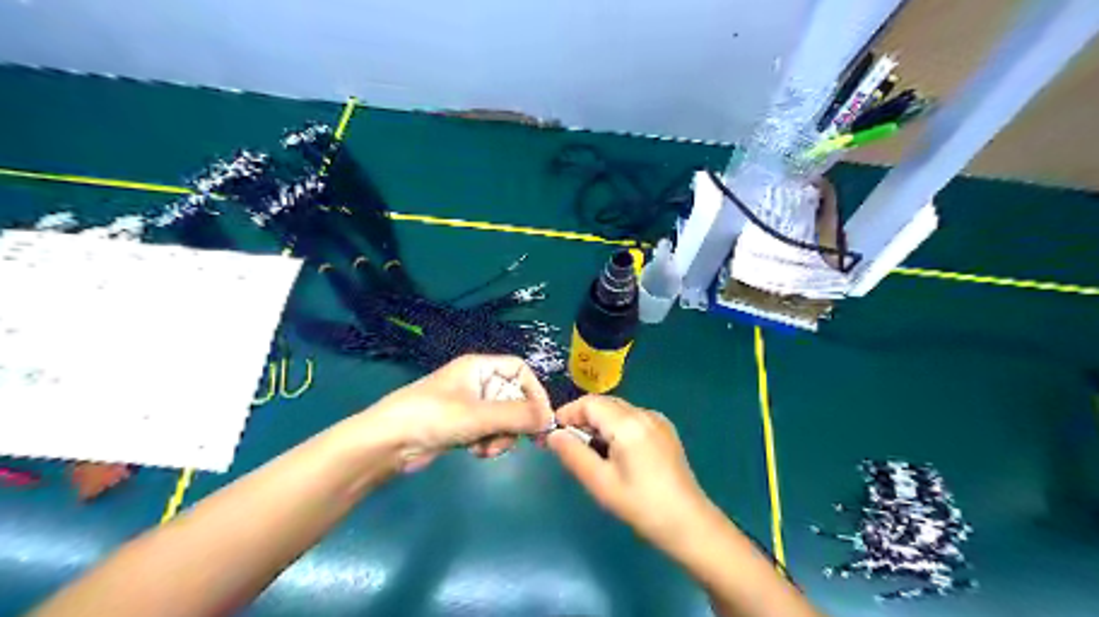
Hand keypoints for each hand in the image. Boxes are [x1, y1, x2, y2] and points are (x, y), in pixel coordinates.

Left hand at [363, 354, 552, 468]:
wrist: (387, 443)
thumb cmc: (433, 417)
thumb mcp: (479, 415)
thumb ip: (518, 416)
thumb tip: (550, 420)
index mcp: (480, 367)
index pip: (520, 370)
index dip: (535, 392)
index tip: (542, 418)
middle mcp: (477, 382)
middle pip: (515, 397)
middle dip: (516, 422)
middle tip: (523, 442)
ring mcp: (469, 405)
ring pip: (504, 419)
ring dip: (502, 436)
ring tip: (487, 449)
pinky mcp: (462, 426)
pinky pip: (489, 431)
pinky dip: (488, 443)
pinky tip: (476, 453)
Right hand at [547, 396, 712, 544]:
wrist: (689, 523)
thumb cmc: (641, 505)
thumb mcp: (601, 483)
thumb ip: (573, 454)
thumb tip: (552, 435)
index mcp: (628, 423)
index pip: (589, 403)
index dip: (568, 413)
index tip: (552, 433)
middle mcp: (644, 413)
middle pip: (604, 404)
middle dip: (582, 418)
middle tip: (566, 443)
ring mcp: (657, 420)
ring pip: (618, 410)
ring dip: (599, 423)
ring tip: (589, 451)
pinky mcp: (665, 430)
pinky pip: (632, 418)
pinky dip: (616, 427)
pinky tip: (614, 453)